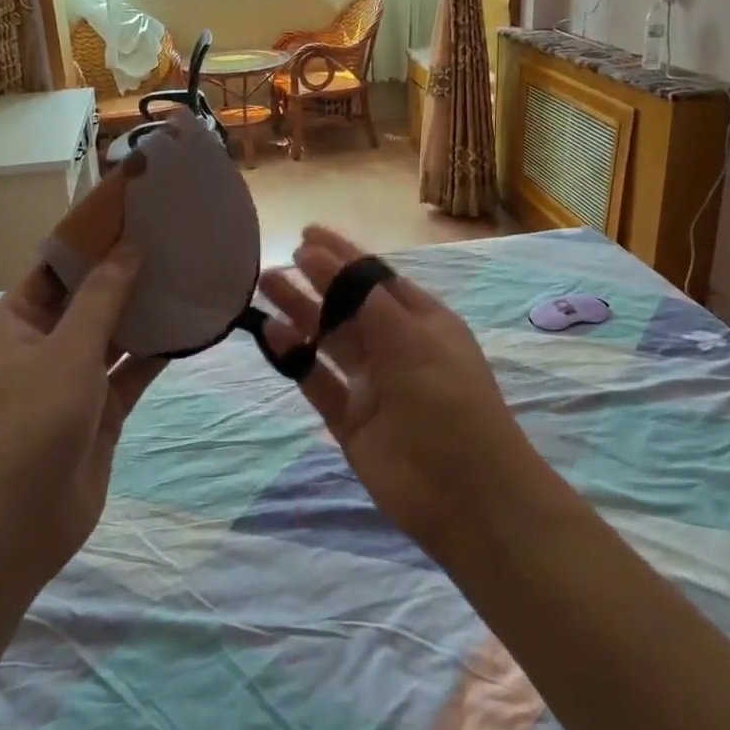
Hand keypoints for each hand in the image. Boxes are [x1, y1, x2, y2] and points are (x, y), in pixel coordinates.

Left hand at [0, 247, 162, 585]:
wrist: (18, 524)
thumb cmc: (31, 423)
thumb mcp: (67, 351)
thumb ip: (103, 298)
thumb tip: (129, 248)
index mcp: (18, 322)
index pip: (57, 266)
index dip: (92, 239)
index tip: (134, 211)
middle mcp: (45, 345)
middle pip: (89, 297)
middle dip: (126, 272)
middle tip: (172, 239)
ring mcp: (74, 380)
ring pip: (115, 334)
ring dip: (145, 311)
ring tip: (187, 275)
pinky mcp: (101, 411)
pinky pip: (132, 371)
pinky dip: (157, 353)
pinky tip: (190, 329)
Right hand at [258, 227, 549, 558]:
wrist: (466, 494)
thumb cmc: (447, 401)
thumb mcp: (413, 338)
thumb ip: (363, 297)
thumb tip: (319, 254)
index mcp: (422, 321)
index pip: (375, 278)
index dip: (342, 255)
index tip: (306, 234)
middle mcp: (396, 347)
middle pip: (347, 305)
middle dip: (314, 282)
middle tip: (275, 262)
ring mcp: (371, 384)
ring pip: (328, 340)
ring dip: (299, 314)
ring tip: (263, 287)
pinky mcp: (350, 419)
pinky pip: (317, 381)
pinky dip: (295, 359)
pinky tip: (272, 335)